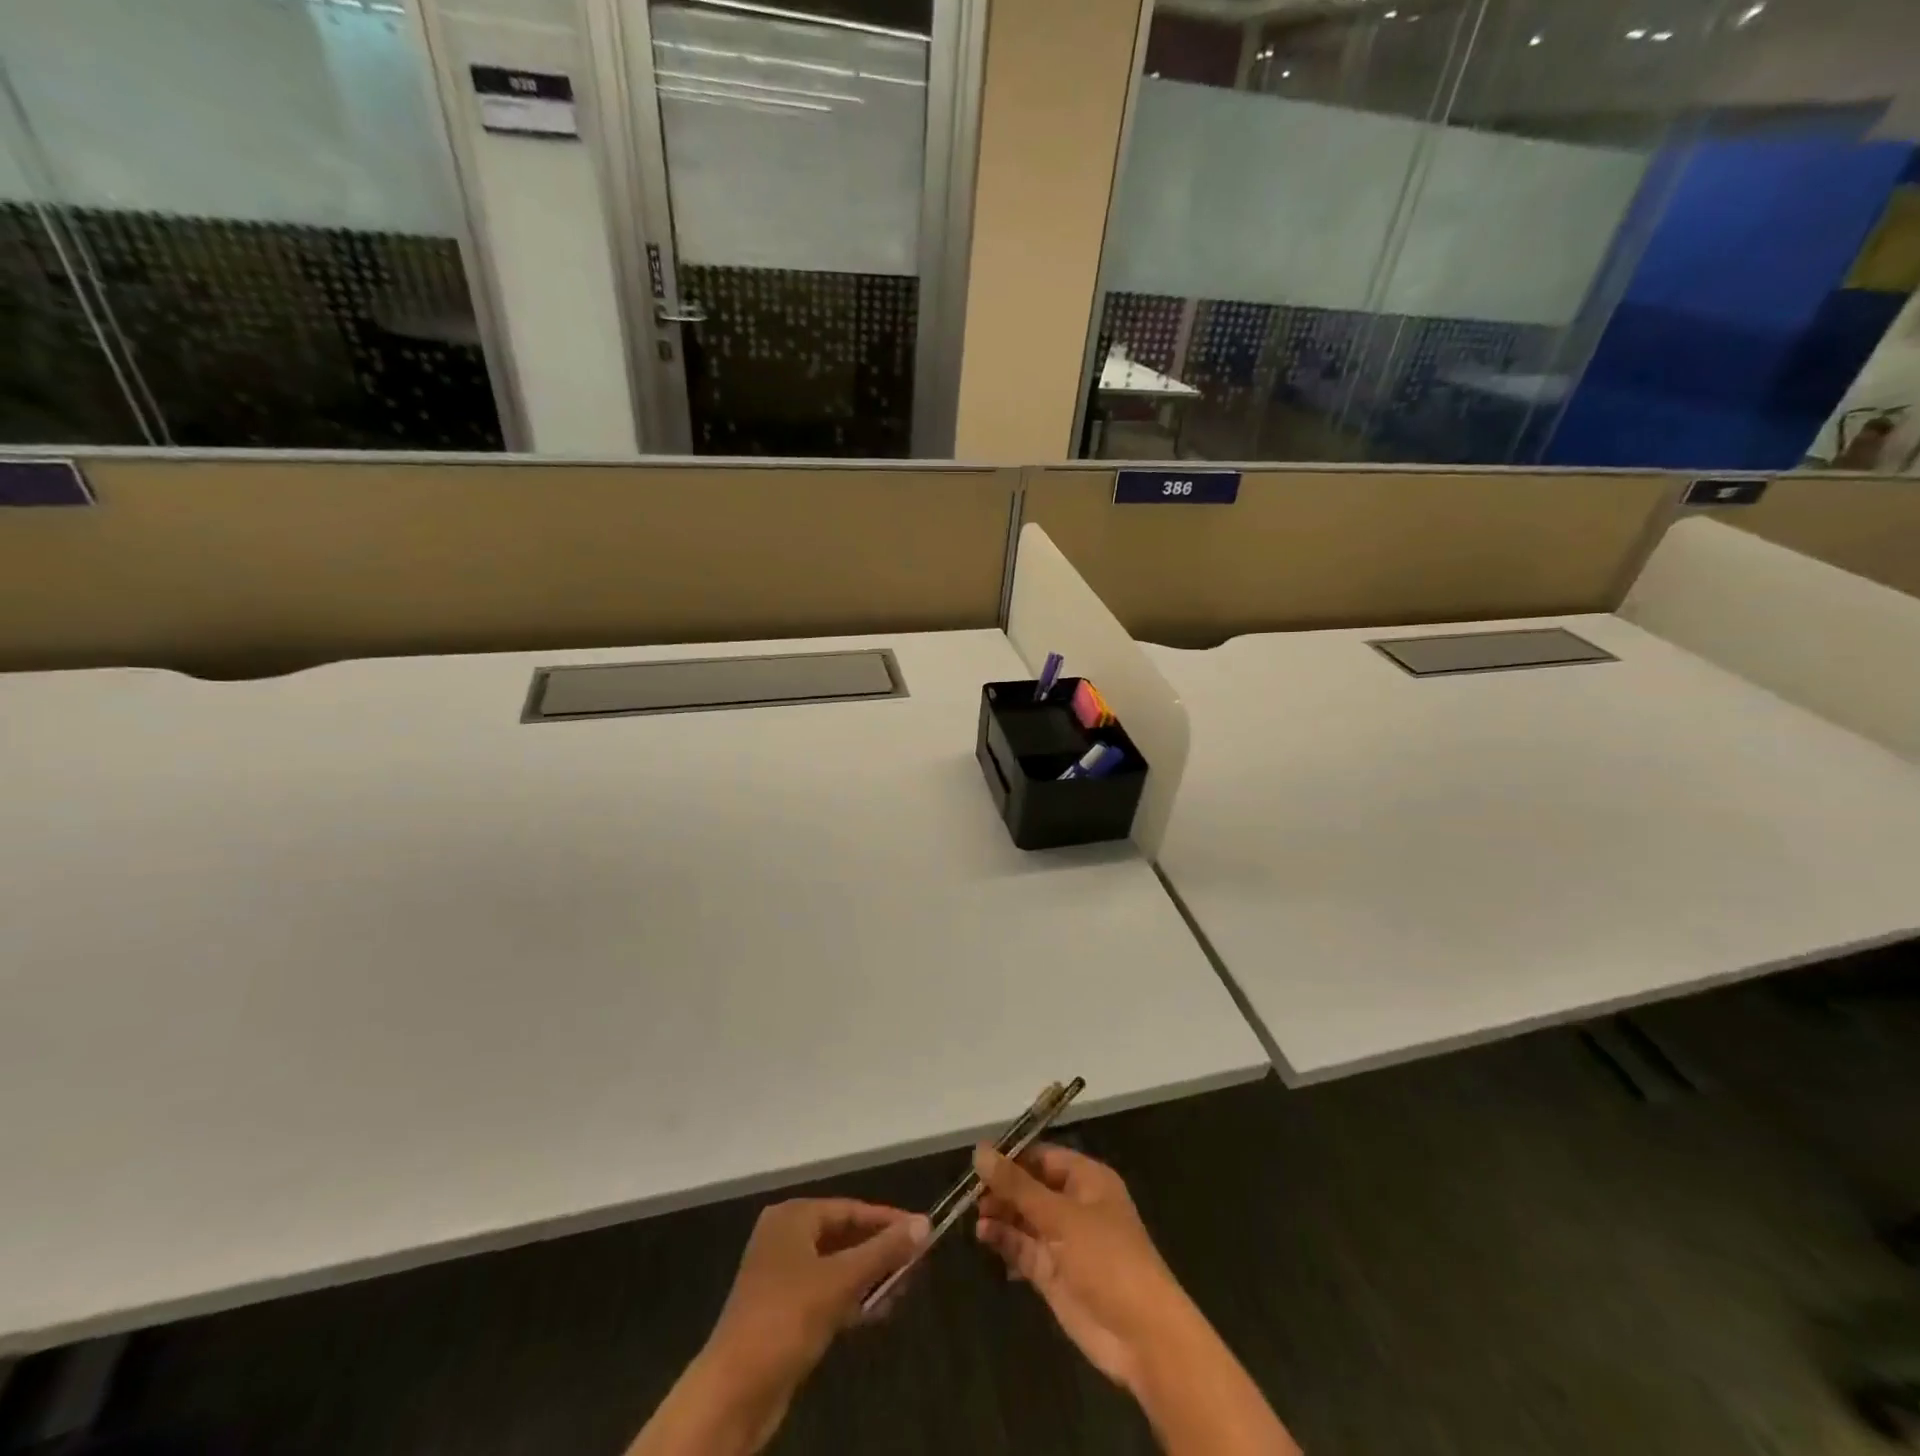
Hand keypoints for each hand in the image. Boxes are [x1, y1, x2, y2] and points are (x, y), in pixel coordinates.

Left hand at [706, 1198, 928, 1399]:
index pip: (851, 1209)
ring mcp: (782, 1275)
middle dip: (880, 1251)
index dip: (888, 1220)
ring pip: (836, 1266)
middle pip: (844, 1236)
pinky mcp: (783, 1311)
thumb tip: (924, 1222)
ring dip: (868, 1277)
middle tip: (916, 1264)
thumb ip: (883, 1251)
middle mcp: (785, 1237)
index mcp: (793, 1217)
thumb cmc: (786, 1318)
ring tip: (903, 1289)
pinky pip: (826, 1292)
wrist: (733, 1392)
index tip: (922, 1232)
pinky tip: (877, 1311)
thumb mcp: (840, 1281)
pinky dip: (851, 1298)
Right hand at [972, 1142, 1191, 1393]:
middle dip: (1002, 1188)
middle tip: (969, 1192)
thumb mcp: (1060, 1216)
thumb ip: (1017, 1185)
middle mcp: (1075, 1205)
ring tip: (974, 1215)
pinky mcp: (1054, 1274)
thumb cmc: (1107, 1259)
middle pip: (1031, 1187)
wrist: (1141, 1336)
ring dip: (1000, 1215)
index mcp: (1087, 1180)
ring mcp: (1064, 1241)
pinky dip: (1005, 1242)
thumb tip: (980, 1151)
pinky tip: (984, 1237)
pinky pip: (1024, 1249)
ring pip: (1024, 1219)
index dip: (1012, 1156)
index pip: (1043, 1157)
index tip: (978, 1159)